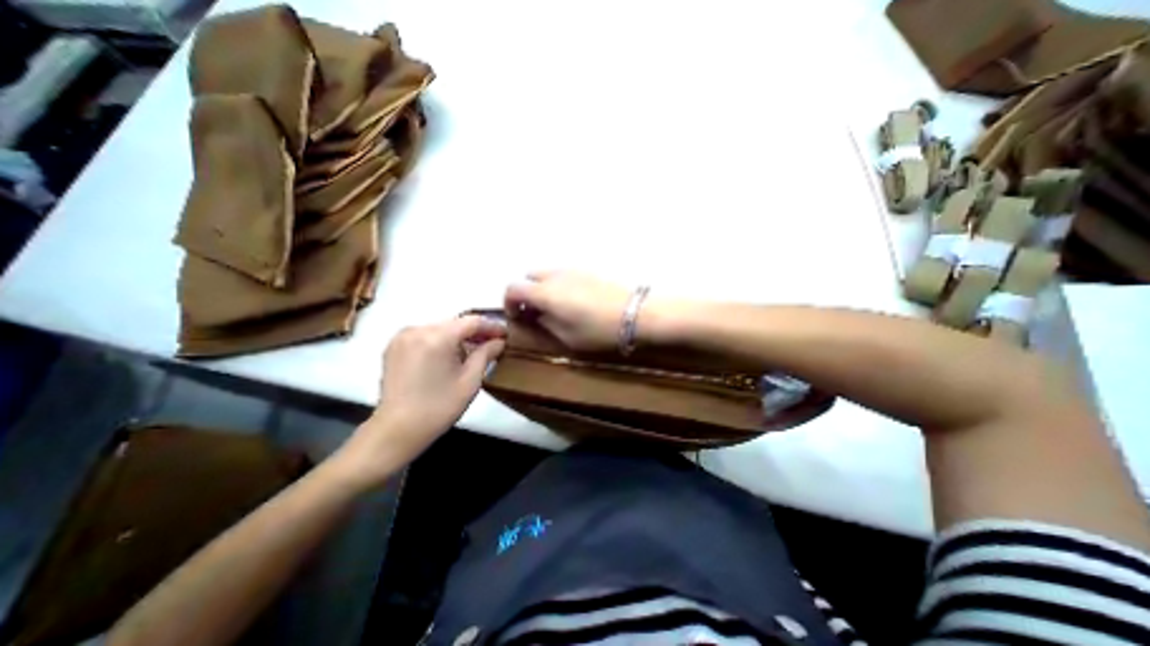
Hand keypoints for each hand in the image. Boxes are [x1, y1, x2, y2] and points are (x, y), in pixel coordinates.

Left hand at [326, 316, 500, 490]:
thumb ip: (486, 354)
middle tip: (493, 343)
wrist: (396, 431)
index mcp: (437, 337)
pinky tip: (450, 356)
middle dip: (476, 332)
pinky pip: (426, 335)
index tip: (506, 335)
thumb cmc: (438, 408)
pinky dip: (441, 341)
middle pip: (455, 323)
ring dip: (459, 336)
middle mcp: (417, 329)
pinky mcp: (394, 346)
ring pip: (441, 328)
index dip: (492, 326)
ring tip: (473, 351)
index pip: (472, 321)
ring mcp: (403, 336)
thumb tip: (499, 341)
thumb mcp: (470, 381)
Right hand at [505, 273, 628, 351]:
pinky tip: (574, 300)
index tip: (517, 317)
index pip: (513, 288)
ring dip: (542, 287)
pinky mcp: (588, 269)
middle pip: (528, 276)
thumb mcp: (567, 337)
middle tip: (535, 312)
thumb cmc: (598, 331)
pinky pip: (563, 273)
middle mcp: (554, 275)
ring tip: (555, 307)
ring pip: (546, 273)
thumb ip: (545, 323)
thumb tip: (536, 315)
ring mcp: (572, 269)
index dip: (509, 302)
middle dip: (526, 293)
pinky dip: (558, 283)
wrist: (635, 314)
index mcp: (545, 293)